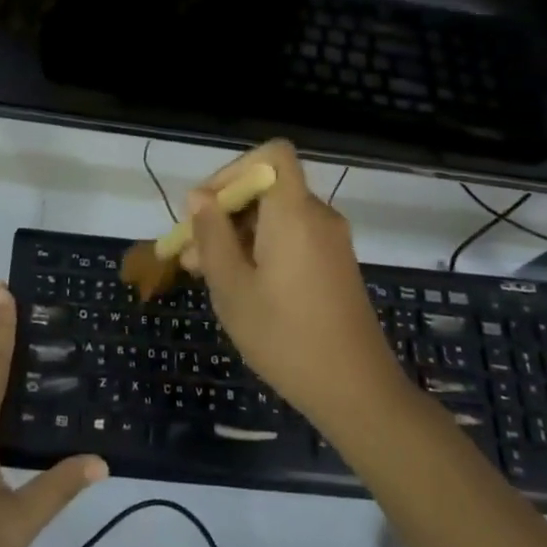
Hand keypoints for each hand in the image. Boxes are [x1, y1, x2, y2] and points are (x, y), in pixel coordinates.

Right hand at [183, 140, 400, 426]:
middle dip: (222, 212)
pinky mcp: (334, 265)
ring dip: (236, 235)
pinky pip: (291, 237)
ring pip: (274, 216)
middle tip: (189, 253)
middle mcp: (317, 216)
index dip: (234, 169)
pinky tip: (237, 286)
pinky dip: (260, 249)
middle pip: (266, 188)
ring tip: (202, 274)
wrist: (357, 393)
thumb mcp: (232, 287)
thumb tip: (198, 197)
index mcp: (294, 212)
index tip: (206, 207)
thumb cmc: (286, 337)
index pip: (272, 154)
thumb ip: (212, 235)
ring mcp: (330, 242)